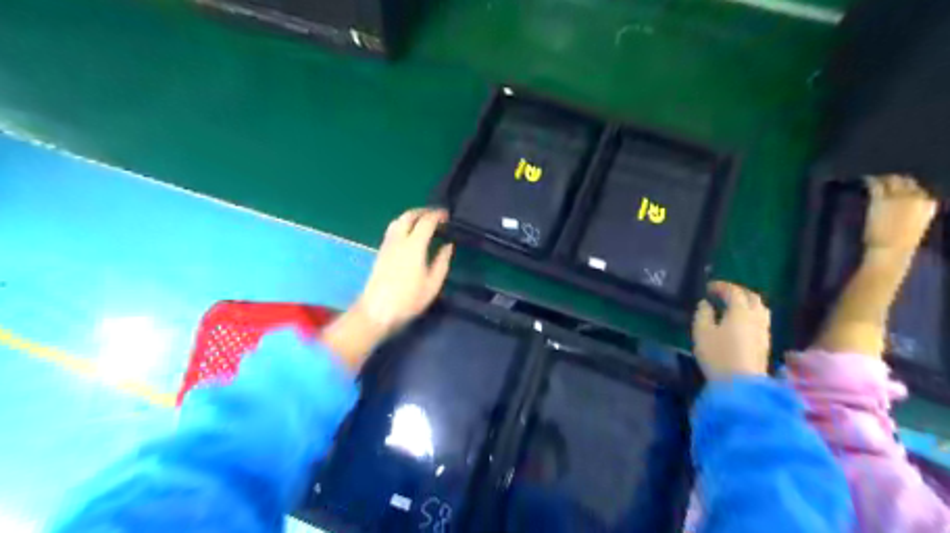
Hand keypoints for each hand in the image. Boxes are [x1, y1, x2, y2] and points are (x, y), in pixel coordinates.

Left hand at [326, 208, 454, 369]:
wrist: (377, 311)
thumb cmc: (408, 301)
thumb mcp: (433, 284)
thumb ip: (442, 262)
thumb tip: (448, 245)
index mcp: (414, 246)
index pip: (426, 222)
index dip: (438, 215)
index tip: (447, 216)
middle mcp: (398, 240)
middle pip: (409, 215)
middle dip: (423, 211)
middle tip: (436, 214)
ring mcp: (387, 245)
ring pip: (398, 220)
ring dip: (411, 216)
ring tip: (423, 221)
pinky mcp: (381, 251)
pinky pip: (393, 229)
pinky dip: (403, 224)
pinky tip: (409, 233)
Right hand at [692, 281, 770, 380]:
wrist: (742, 385)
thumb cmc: (717, 355)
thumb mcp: (701, 332)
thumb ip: (702, 314)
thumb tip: (706, 304)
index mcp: (740, 311)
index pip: (734, 291)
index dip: (721, 286)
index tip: (708, 287)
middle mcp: (756, 317)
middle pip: (752, 297)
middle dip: (738, 292)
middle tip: (723, 294)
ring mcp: (764, 331)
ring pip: (760, 309)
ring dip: (747, 303)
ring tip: (733, 307)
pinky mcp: (765, 344)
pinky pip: (761, 321)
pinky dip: (750, 315)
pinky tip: (740, 323)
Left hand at [866, 174, 936, 260]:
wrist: (890, 250)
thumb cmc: (901, 244)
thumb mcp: (915, 225)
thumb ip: (913, 212)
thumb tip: (905, 207)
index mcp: (929, 204)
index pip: (920, 189)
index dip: (908, 187)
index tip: (899, 187)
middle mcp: (917, 197)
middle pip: (906, 181)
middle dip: (895, 180)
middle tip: (884, 180)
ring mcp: (899, 197)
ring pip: (892, 180)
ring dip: (883, 179)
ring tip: (874, 179)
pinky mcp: (882, 199)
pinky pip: (876, 185)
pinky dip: (870, 181)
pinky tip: (865, 180)